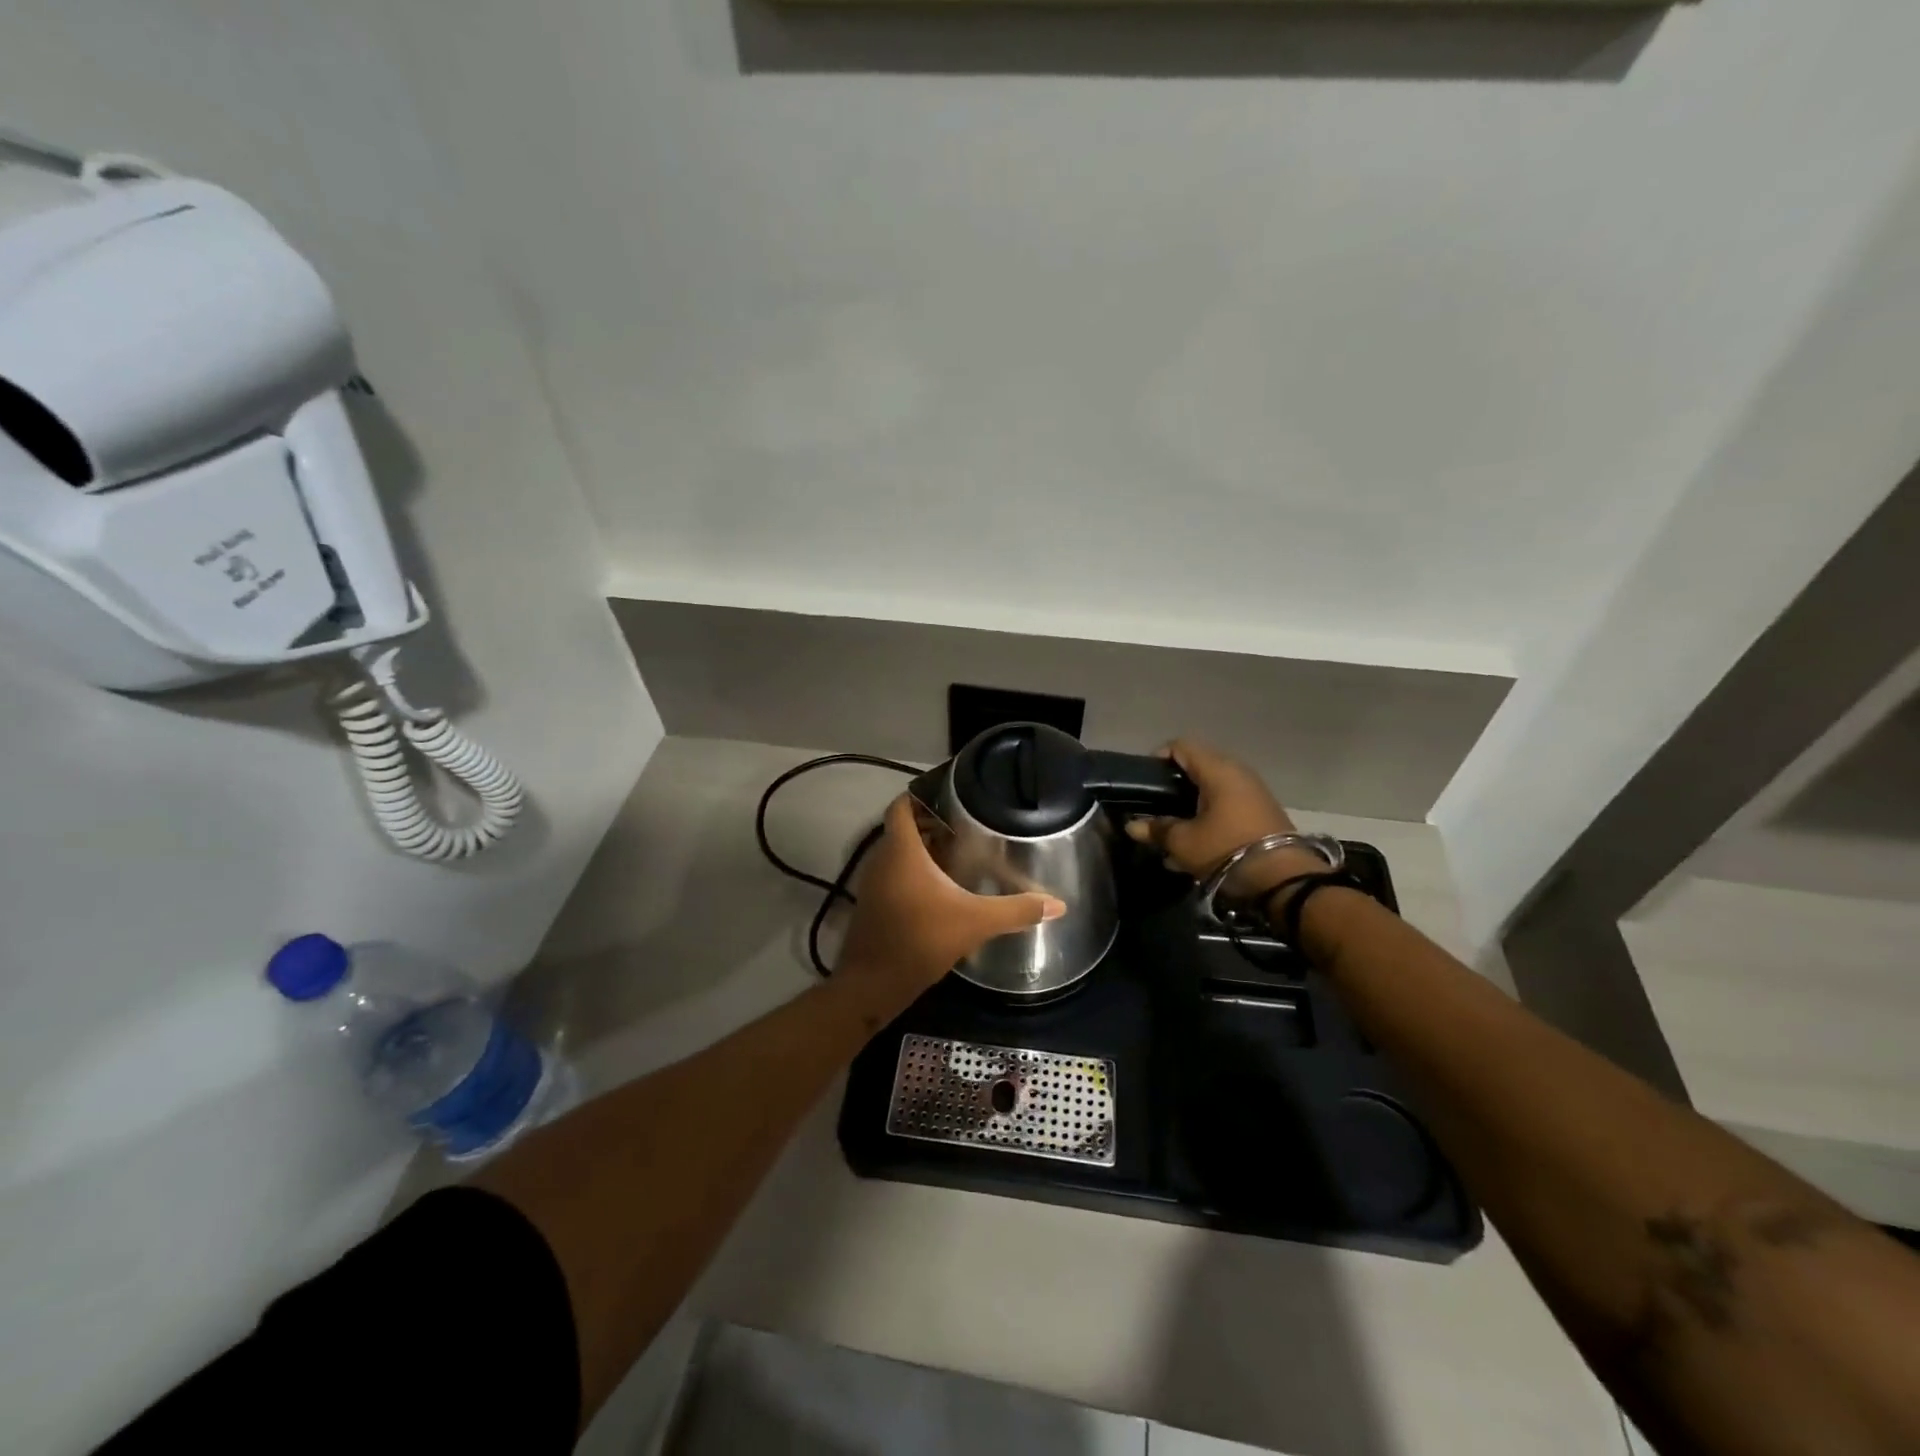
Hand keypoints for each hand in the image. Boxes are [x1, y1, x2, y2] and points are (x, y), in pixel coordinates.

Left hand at [836, 796, 1065, 1018]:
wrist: (872, 984)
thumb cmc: (920, 940)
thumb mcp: (975, 922)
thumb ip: (1016, 910)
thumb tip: (1058, 905)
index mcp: (901, 850)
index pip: (902, 805)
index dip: (922, 794)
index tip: (951, 795)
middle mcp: (882, 859)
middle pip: (903, 828)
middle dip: (932, 823)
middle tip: (967, 825)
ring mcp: (874, 883)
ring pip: (898, 852)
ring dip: (923, 849)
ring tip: (959, 852)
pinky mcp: (873, 904)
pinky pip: (894, 874)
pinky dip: (913, 871)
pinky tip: (941, 888)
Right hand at [1124, 740, 1318, 898]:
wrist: (1283, 879)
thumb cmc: (1226, 849)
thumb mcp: (1183, 841)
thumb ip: (1156, 828)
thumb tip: (1132, 825)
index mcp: (1217, 769)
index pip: (1181, 746)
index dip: (1158, 758)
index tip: (1144, 783)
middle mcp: (1237, 772)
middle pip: (1197, 766)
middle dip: (1173, 785)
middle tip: (1156, 806)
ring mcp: (1253, 791)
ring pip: (1212, 788)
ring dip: (1191, 804)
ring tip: (1173, 829)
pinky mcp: (1261, 811)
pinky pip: (1227, 804)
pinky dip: (1209, 815)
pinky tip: (1196, 841)